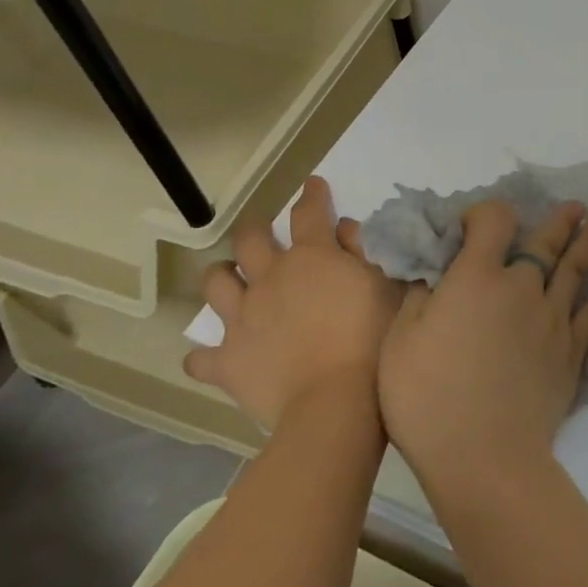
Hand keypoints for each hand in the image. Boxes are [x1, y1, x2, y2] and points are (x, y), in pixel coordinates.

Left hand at [185, 177, 407, 430]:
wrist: (333, 401)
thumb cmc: (370, 339)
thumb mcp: (385, 286)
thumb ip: (365, 252)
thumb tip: (345, 230)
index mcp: (311, 257)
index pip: (310, 212)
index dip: (312, 195)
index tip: (313, 185)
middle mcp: (269, 278)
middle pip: (250, 239)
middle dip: (256, 229)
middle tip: (264, 233)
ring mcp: (242, 318)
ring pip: (216, 283)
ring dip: (223, 277)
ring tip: (232, 280)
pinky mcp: (227, 360)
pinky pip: (201, 357)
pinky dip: (206, 355)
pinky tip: (212, 356)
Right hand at [378, 200, 587, 501]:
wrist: (484, 457)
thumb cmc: (428, 398)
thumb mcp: (401, 340)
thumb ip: (421, 296)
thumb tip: (437, 274)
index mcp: (478, 277)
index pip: (493, 221)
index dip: (485, 214)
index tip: (472, 226)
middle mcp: (522, 287)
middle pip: (543, 243)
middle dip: (558, 221)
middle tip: (576, 207)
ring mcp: (553, 318)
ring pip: (575, 270)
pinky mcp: (572, 351)